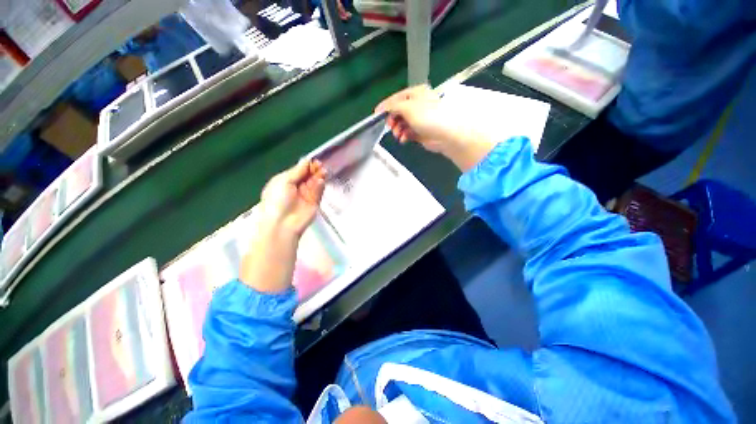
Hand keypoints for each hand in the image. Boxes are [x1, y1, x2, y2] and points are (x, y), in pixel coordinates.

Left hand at [258, 160, 326, 237]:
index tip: (313, 161)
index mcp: (285, 181)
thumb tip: (306, 160)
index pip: (299, 170)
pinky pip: (319, 192)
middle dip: (314, 170)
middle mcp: (296, 187)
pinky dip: (320, 186)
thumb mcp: (283, 181)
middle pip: (308, 175)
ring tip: (323, 172)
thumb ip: (297, 171)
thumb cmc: (277, 200)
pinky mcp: (315, 202)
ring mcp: (306, 195)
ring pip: (315, 183)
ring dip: (319, 176)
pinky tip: (321, 181)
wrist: (282, 223)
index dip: (306, 165)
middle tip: (320, 165)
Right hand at [376, 86, 497, 171]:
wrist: (446, 135)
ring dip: (398, 129)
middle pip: (398, 111)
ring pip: (402, 123)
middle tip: (390, 126)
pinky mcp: (420, 131)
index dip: (385, 106)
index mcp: (416, 94)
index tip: (376, 114)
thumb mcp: (408, 107)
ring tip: (398, 135)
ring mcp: (419, 119)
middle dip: (393, 119)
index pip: (396, 98)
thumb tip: (384, 108)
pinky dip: (404, 135)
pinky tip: (404, 139)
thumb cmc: (428, 117)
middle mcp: (417, 105)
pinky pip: (407, 132)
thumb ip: (393, 106)